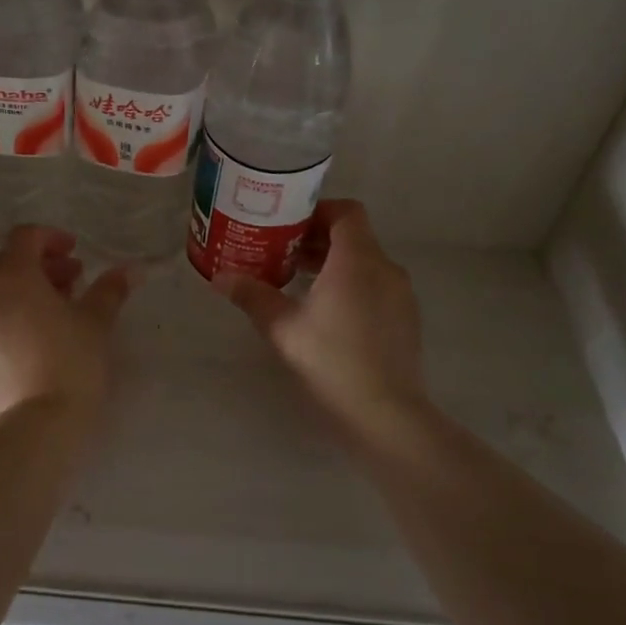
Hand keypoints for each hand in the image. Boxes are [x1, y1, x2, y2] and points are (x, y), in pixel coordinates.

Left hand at [0, 227, 134, 429]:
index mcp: (11, 279)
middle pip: (6, 270)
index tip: (75, 255)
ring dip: (17, 305)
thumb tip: (130, 269)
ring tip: (47, 326)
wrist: (36, 432)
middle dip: (38, 273)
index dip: (50, 239)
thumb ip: (110, 289)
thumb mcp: (97, 324)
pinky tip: (22, 360)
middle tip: (70, 288)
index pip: (24, 237)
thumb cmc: (72, 365)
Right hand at [213, 199, 428, 446]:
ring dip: (332, 264)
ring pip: (365, 263)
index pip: (346, 212)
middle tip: (281, 252)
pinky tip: (324, 313)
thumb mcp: (282, 327)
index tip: (287, 224)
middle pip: (353, 236)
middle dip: (317, 239)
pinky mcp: (405, 319)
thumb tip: (220, 278)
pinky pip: (375, 286)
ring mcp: (400, 295)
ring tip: (297, 282)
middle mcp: (385, 269)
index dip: (317, 210)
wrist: (385, 414)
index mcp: (357, 260)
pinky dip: (350, 285)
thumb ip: (252, 296)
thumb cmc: (331, 360)